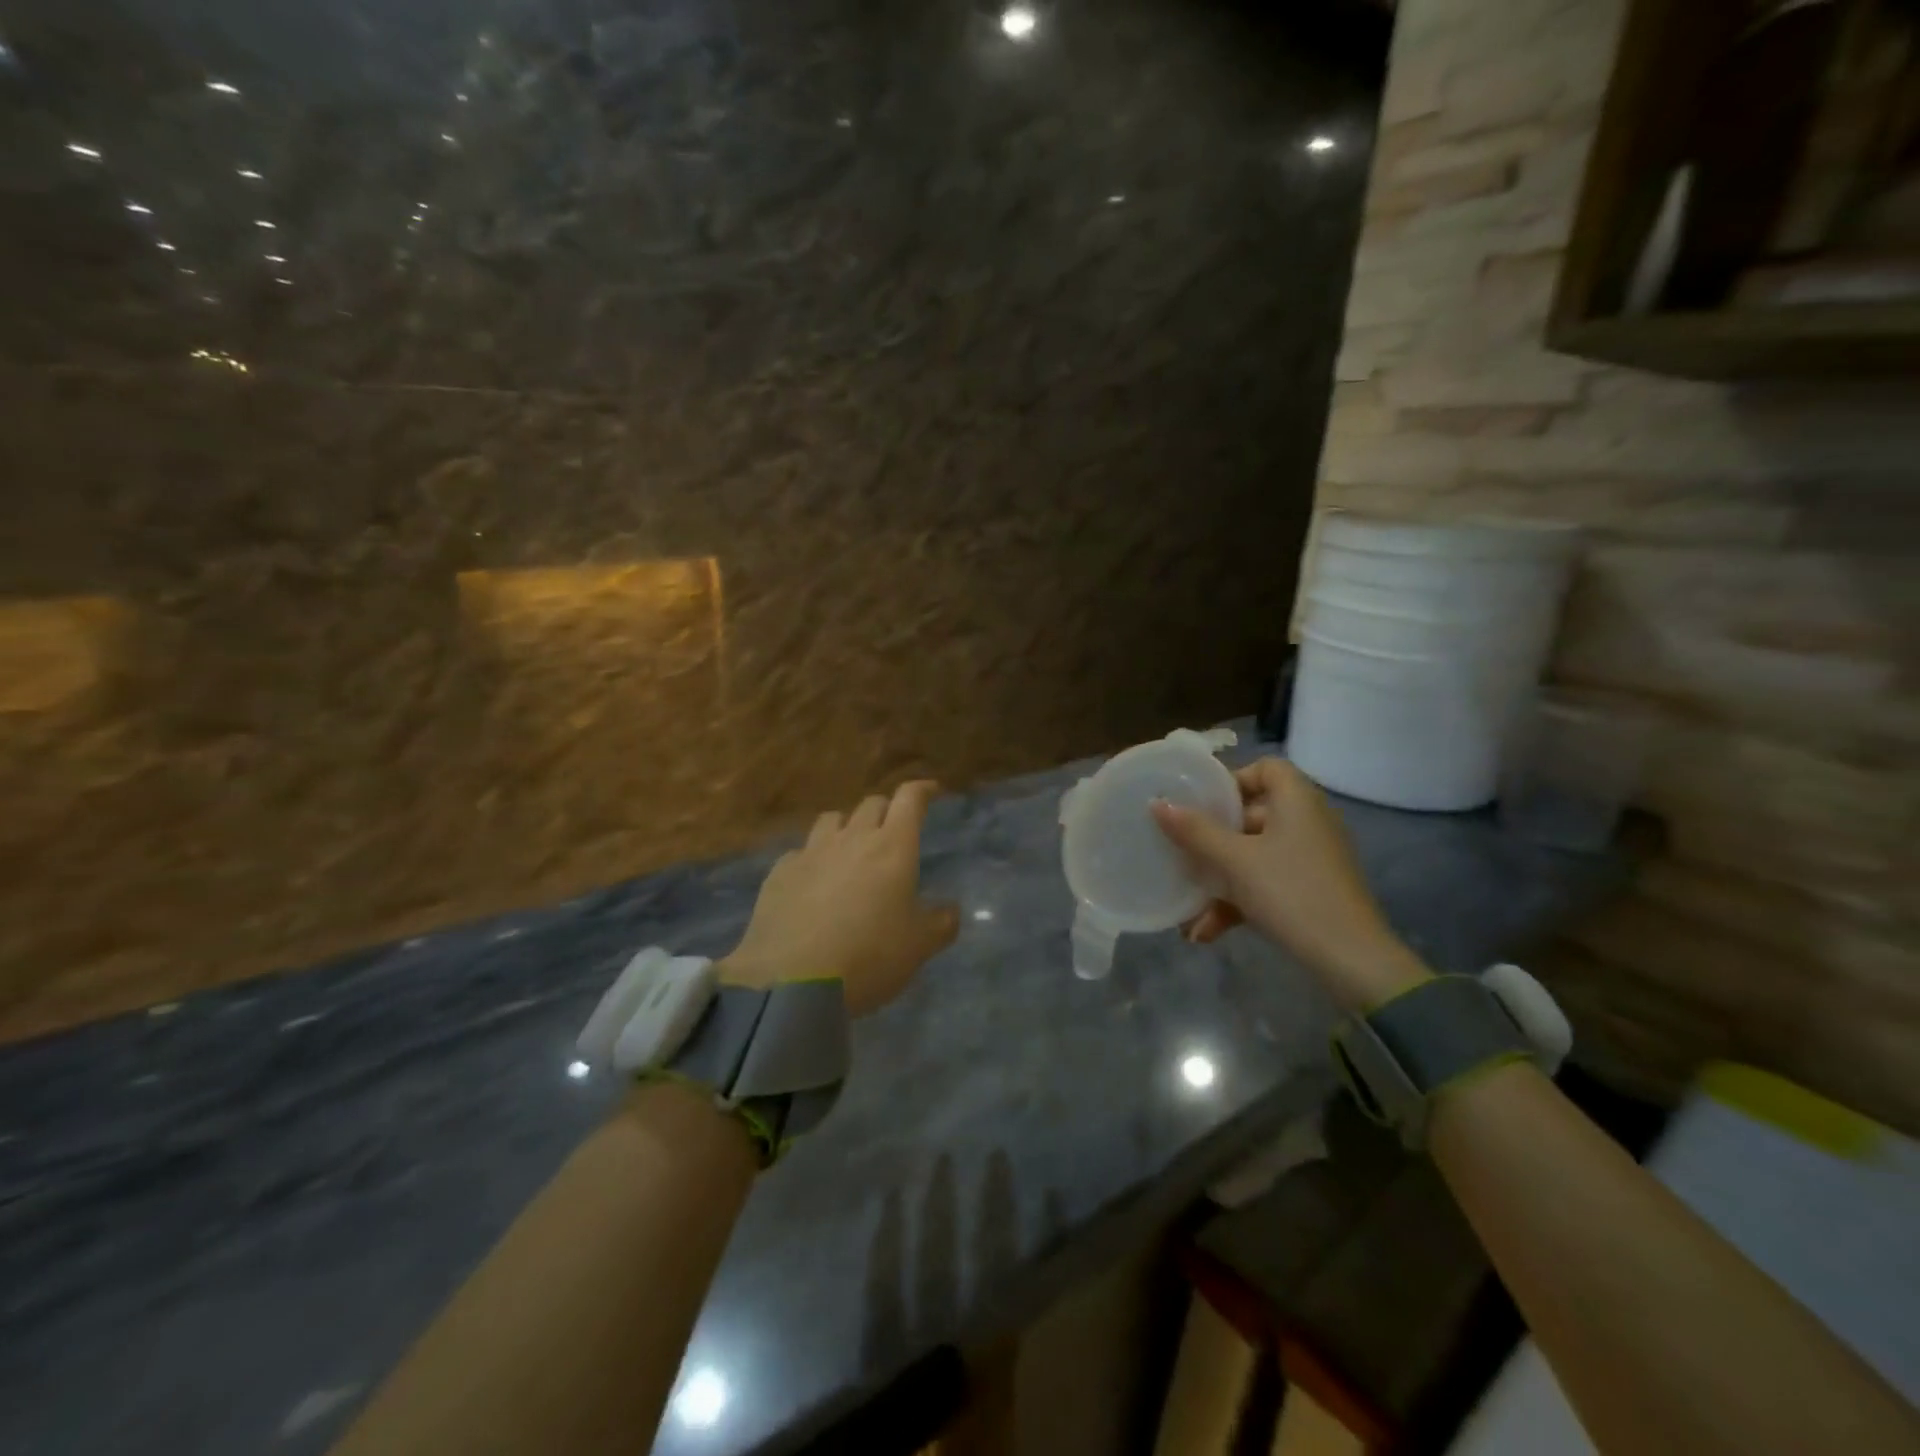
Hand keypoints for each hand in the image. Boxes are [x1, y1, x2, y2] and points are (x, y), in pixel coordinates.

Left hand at [721, 781, 959, 1016]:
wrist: (792, 980)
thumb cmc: (869, 956)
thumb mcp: (919, 946)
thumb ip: (941, 923)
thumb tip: (950, 910)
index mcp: (892, 847)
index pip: (910, 799)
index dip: (922, 790)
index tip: (931, 791)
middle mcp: (852, 838)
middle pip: (871, 804)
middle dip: (886, 810)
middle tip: (893, 830)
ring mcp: (811, 852)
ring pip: (832, 820)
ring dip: (846, 827)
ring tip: (850, 848)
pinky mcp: (779, 873)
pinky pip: (800, 852)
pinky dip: (812, 859)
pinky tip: (812, 881)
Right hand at [1150, 757, 1429, 1011]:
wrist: (1351, 960)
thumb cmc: (1290, 892)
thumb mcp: (1235, 861)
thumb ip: (1195, 831)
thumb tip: (1157, 804)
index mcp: (1297, 801)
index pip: (1265, 768)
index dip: (1231, 781)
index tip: (1199, 804)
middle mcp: (1308, 822)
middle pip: (1252, 815)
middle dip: (1212, 840)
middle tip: (1182, 852)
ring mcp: (1312, 859)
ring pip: (1254, 856)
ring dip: (1219, 880)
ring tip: (1188, 910)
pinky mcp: (1312, 891)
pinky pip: (1267, 883)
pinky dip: (1238, 901)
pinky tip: (1206, 932)